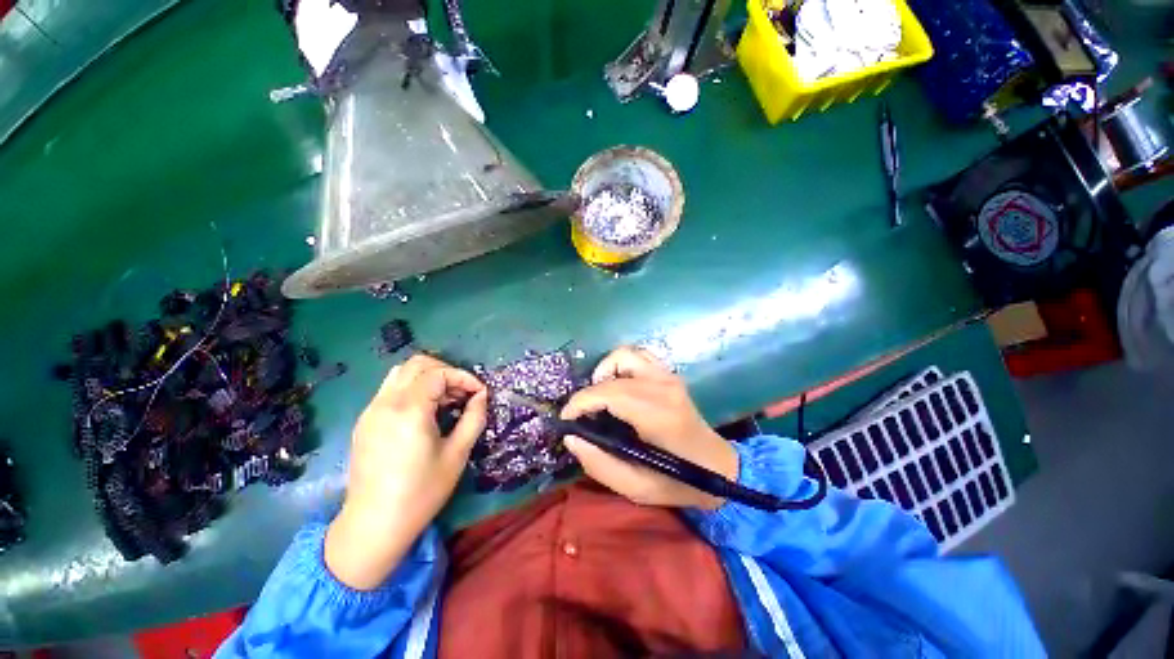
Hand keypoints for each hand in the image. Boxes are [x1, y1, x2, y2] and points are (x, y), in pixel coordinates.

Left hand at [326, 355, 487, 589]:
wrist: (374, 525)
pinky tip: (425, 413)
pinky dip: (413, 390)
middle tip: (462, 393)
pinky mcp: (365, 421)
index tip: (479, 393)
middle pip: (417, 364)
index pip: (439, 373)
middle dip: (446, 371)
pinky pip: (390, 390)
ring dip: (428, 378)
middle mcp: (386, 402)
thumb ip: (473, 418)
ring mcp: (371, 411)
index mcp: (409, 410)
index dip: (464, 377)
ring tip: (445, 400)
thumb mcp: (457, 454)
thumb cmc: (421, 491)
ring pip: (401, 373)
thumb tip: (481, 396)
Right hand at [560, 346, 737, 509]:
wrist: (719, 466)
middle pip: (612, 373)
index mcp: (658, 415)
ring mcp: (668, 376)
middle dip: (588, 392)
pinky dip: (620, 367)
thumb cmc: (679, 481)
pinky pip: (637, 356)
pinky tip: (618, 387)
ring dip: (605, 373)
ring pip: (624, 355)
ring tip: (601, 398)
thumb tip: (571, 437)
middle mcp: (663, 386)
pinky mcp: (669, 374)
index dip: (580, 402)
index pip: (609, 393)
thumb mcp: (636, 488)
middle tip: (583, 415)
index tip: (566, 419)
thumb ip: (600, 464)